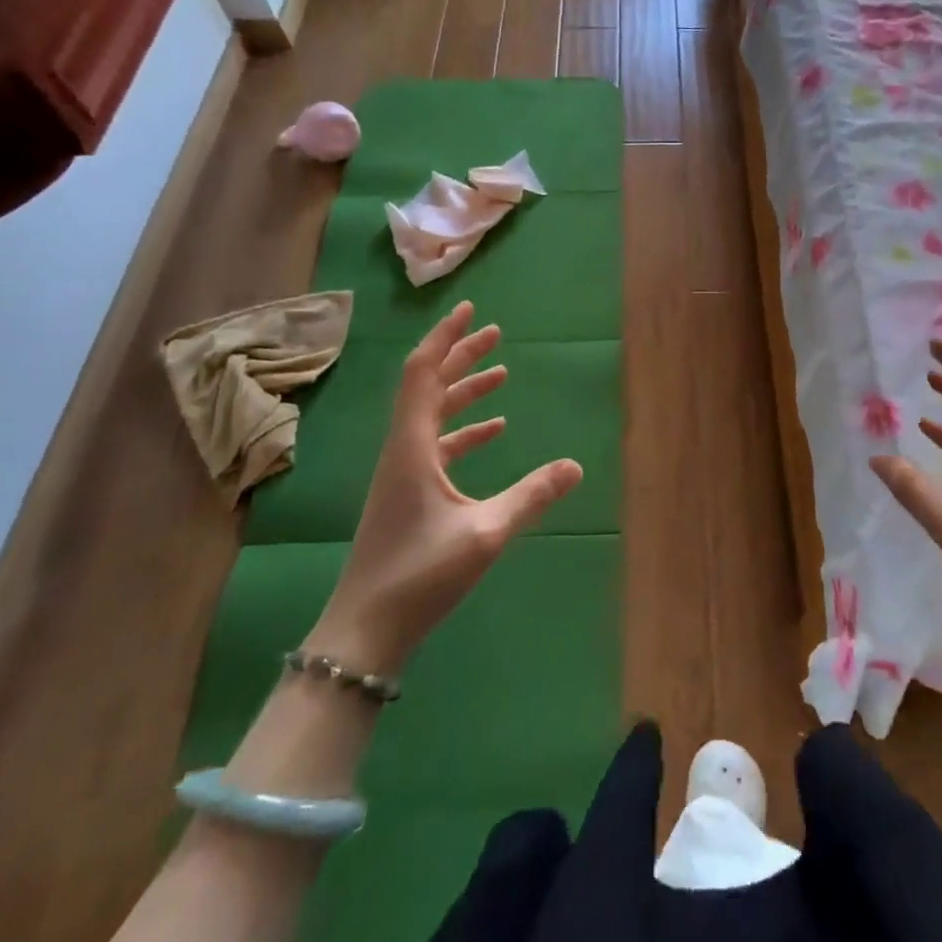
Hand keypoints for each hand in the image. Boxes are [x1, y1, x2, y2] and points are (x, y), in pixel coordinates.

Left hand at [305, 302, 581, 673]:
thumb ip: (531, 496)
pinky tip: (494, 430)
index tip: (470, 310)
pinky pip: (438, 444)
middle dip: (461, 356)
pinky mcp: (408, 493)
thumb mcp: (485, 534)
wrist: (365, 631)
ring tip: (500, 373)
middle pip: (428, 386)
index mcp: (412, 446)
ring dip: (464, 390)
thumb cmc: (419, 576)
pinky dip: (464, 429)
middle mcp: (403, 449)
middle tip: (495, 333)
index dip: (446, 338)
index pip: (423, 374)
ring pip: (433, 415)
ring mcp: (403, 472)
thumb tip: (576, 466)